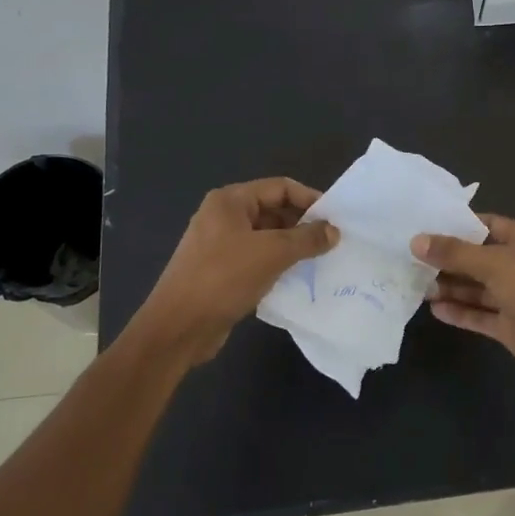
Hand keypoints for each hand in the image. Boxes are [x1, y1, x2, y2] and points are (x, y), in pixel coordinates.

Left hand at [134, 178, 338, 363]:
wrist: (178, 327)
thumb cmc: (223, 278)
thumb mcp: (272, 253)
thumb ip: (306, 239)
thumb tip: (334, 231)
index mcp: (230, 201)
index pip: (280, 187)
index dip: (310, 199)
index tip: (336, 219)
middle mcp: (223, 216)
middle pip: (273, 210)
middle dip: (302, 224)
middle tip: (332, 242)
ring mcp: (220, 244)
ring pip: (266, 237)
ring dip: (292, 246)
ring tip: (320, 260)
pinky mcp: (221, 270)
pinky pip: (257, 258)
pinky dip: (277, 264)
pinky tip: (297, 278)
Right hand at [412, 214, 514, 399]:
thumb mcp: (495, 265)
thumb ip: (455, 254)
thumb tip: (416, 241)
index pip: (487, 224)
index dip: (458, 225)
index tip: (423, 226)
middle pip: (478, 258)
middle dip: (448, 259)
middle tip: (410, 259)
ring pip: (477, 288)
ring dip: (450, 287)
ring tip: (417, 285)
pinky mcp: (510, 327)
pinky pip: (480, 314)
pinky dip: (459, 312)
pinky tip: (434, 309)